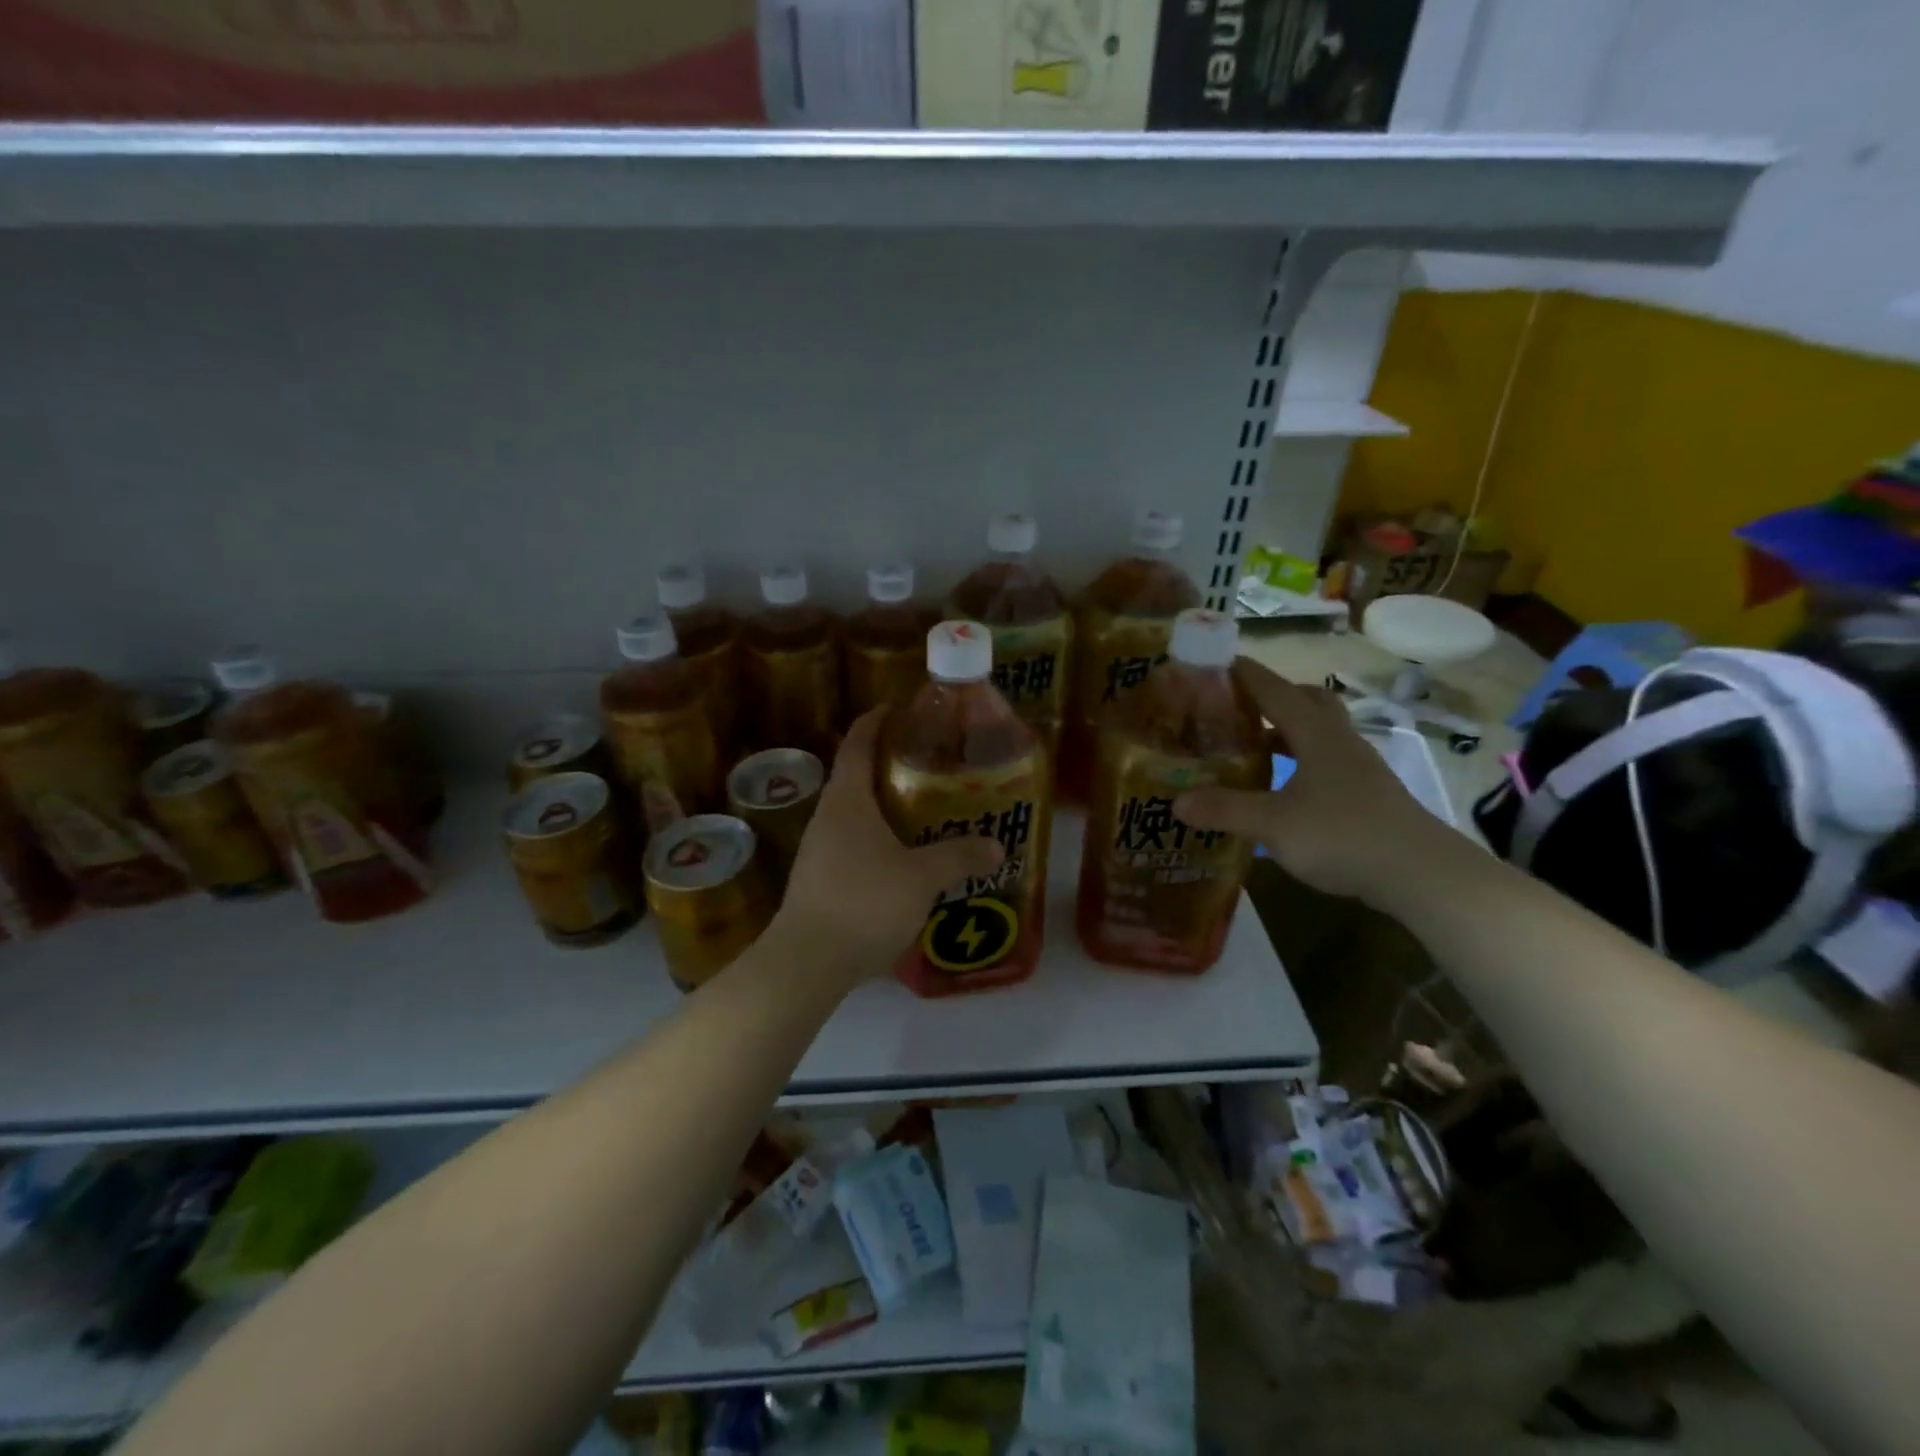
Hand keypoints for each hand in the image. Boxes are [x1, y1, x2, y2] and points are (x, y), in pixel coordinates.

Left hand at [773, 709, 1003, 980]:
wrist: (806, 963)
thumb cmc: (864, 902)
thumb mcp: (920, 878)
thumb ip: (959, 857)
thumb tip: (997, 846)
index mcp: (847, 799)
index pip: (858, 742)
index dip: (878, 720)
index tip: (902, 708)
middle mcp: (829, 816)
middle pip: (858, 775)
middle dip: (893, 765)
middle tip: (934, 765)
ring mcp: (820, 849)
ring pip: (857, 813)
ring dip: (888, 806)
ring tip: (928, 810)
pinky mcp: (821, 879)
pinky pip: (855, 843)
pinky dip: (881, 838)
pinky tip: (906, 858)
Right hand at [1175, 658, 1442, 901]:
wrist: (1420, 873)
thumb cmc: (1342, 835)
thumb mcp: (1273, 824)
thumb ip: (1225, 810)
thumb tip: (1176, 801)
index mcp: (1316, 734)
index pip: (1275, 691)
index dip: (1246, 675)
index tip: (1218, 662)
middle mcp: (1339, 741)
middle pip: (1308, 701)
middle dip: (1274, 697)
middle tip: (1239, 708)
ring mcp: (1359, 767)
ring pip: (1319, 733)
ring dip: (1288, 731)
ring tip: (1254, 747)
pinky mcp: (1368, 793)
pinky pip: (1327, 761)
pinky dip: (1301, 761)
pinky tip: (1285, 786)